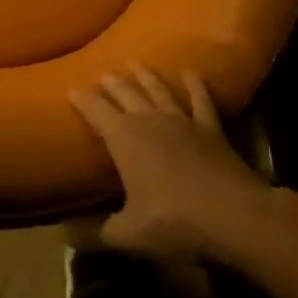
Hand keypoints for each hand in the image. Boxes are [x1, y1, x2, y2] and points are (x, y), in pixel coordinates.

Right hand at [70, 67, 269, 262]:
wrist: (235, 216)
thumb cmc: (175, 221)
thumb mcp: (127, 233)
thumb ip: (93, 232)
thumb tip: (62, 235)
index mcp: (122, 137)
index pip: (94, 109)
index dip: (81, 98)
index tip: (71, 88)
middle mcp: (148, 119)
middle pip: (125, 93)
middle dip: (111, 83)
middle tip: (102, 74)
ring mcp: (182, 120)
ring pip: (158, 90)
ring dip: (146, 76)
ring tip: (136, 63)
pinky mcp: (211, 128)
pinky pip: (201, 100)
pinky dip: (195, 85)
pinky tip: (191, 72)